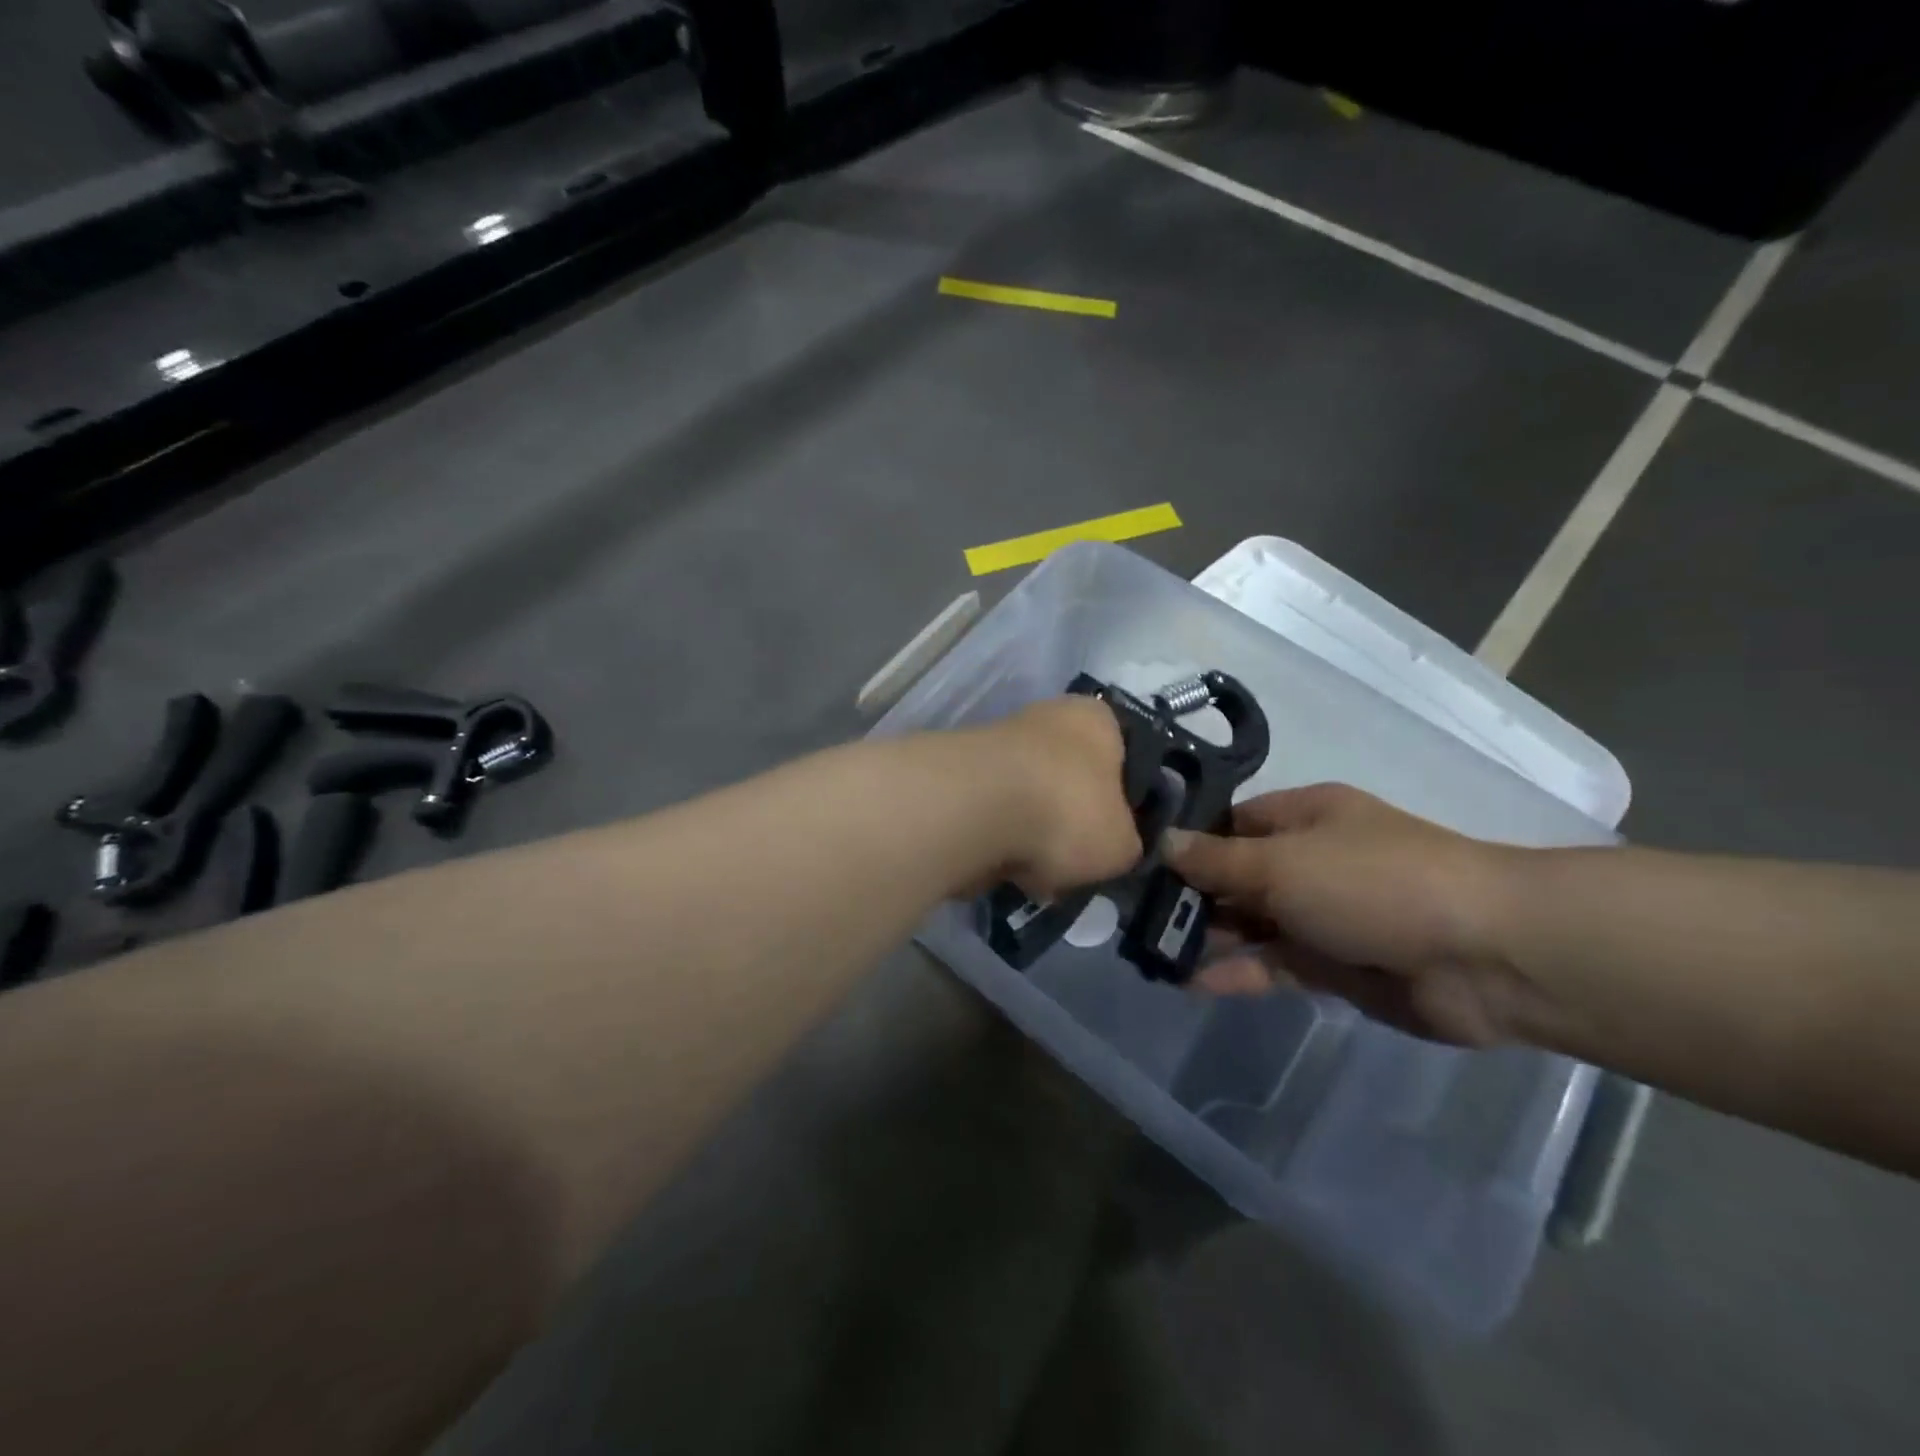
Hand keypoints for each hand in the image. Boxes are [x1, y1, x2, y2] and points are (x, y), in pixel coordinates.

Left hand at [980, 696, 1141, 899]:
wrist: (976, 810)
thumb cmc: (1068, 811)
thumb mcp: (1123, 844)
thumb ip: (1127, 843)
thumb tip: (1114, 846)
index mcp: (1097, 719)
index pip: (1124, 756)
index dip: (1124, 802)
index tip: (1117, 838)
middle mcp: (1047, 718)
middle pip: (1071, 782)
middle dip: (1071, 825)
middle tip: (1076, 862)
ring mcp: (999, 743)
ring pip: (1031, 803)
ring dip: (1033, 838)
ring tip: (1038, 874)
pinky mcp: (962, 775)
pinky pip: (995, 817)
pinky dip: (1000, 843)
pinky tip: (1004, 869)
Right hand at [1161, 783, 1540, 1046]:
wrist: (1486, 955)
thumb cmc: (1373, 883)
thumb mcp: (1282, 863)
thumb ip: (1217, 861)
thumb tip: (1163, 841)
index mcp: (1302, 817)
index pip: (1229, 824)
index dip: (1187, 843)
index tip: (1139, 864)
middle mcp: (1309, 860)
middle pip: (1235, 875)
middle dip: (1190, 896)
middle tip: (1133, 917)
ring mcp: (1322, 914)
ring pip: (1251, 923)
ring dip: (1208, 937)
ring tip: (1152, 952)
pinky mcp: (1334, 965)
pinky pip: (1274, 964)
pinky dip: (1238, 971)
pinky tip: (1193, 982)